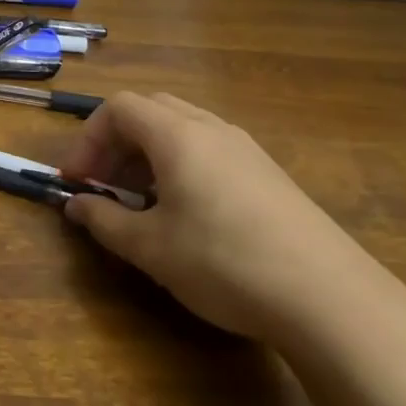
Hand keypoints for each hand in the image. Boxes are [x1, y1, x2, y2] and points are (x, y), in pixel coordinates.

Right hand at [61, 92, 383, 344]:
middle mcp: (212, 129)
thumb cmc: (223, 262)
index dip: (88, 139)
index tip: (77, 180)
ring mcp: (246, 149)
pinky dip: (181, 166)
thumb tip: (76, 206)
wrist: (329, 297)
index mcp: (177, 135)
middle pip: (151, 111)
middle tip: (105, 185)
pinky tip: (187, 213)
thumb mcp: (151, 248)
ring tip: (142, 201)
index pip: (118, 108)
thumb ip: (104, 221)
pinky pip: (210, 150)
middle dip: (117, 143)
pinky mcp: (269, 174)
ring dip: (149, 154)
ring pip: (183, 129)